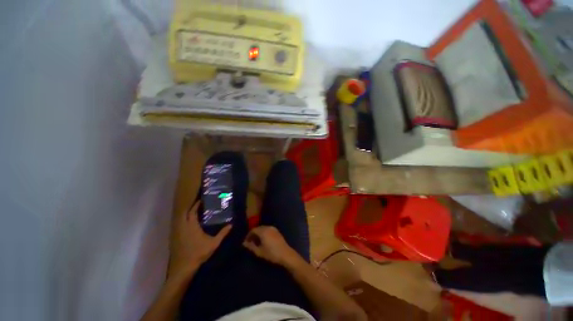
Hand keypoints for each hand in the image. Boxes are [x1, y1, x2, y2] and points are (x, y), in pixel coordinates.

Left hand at [168, 201, 230, 277]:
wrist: (185, 266)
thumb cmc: (199, 252)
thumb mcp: (214, 243)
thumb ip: (222, 233)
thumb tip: (231, 225)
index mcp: (192, 226)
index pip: (192, 212)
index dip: (196, 205)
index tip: (200, 200)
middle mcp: (184, 227)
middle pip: (185, 214)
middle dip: (190, 208)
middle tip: (198, 206)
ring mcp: (179, 233)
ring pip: (181, 220)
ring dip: (186, 215)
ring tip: (194, 213)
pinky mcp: (177, 239)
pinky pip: (180, 226)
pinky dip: (184, 222)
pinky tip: (189, 225)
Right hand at [242, 226, 299, 266]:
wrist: (285, 254)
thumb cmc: (271, 253)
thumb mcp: (259, 251)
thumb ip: (251, 246)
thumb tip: (244, 243)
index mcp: (263, 231)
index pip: (253, 230)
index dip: (248, 235)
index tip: (246, 242)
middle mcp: (268, 227)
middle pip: (258, 228)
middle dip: (253, 234)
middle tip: (250, 242)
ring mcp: (273, 228)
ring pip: (263, 229)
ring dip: (258, 234)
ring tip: (256, 242)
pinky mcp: (277, 231)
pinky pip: (268, 230)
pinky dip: (264, 233)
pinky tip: (263, 241)